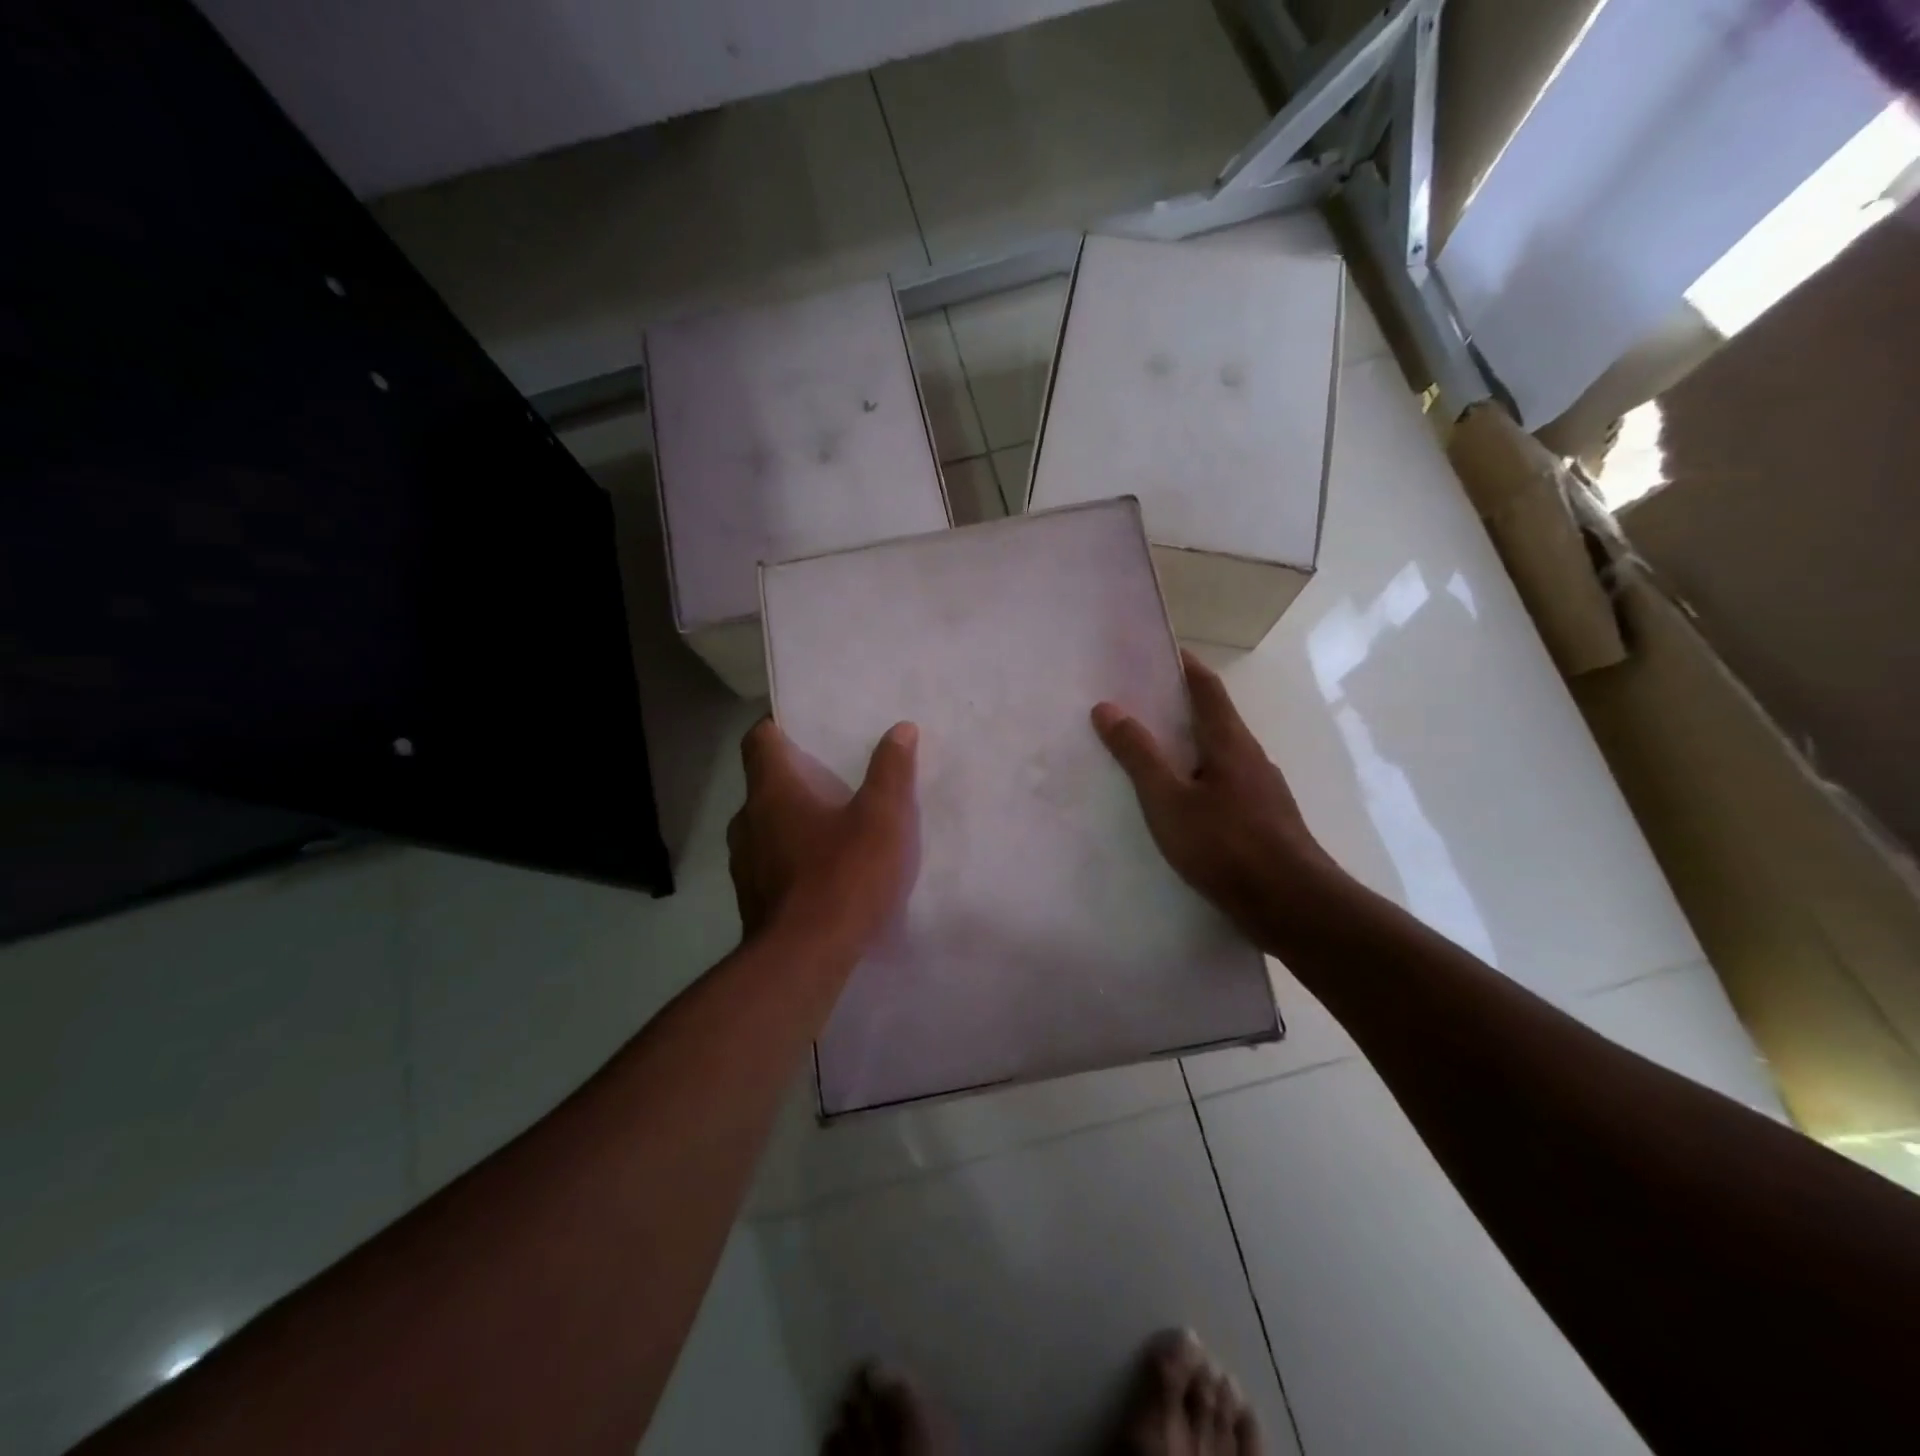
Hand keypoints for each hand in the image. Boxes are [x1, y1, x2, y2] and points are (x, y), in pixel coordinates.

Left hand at [726, 718, 919, 952]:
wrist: (804, 959)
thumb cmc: (844, 877)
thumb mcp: (883, 819)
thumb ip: (891, 772)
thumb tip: (900, 729)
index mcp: (773, 792)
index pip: (758, 741)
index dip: (774, 726)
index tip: (797, 726)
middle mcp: (748, 822)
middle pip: (762, 786)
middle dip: (791, 779)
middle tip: (829, 778)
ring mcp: (744, 865)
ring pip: (763, 827)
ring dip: (789, 822)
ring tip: (828, 827)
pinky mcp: (752, 900)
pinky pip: (768, 864)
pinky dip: (789, 858)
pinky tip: (821, 874)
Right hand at [1092, 651, 1337, 952]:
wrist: (1291, 904)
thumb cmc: (1226, 845)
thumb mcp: (1168, 800)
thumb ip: (1138, 755)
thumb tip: (1107, 707)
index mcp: (1230, 742)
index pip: (1207, 688)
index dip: (1184, 666)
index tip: (1158, 652)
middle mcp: (1251, 757)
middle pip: (1214, 719)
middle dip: (1179, 706)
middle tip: (1138, 704)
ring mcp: (1262, 790)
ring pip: (1220, 755)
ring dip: (1189, 746)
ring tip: (1151, 753)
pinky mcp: (1265, 821)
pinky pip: (1225, 785)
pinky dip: (1199, 779)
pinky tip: (1181, 804)